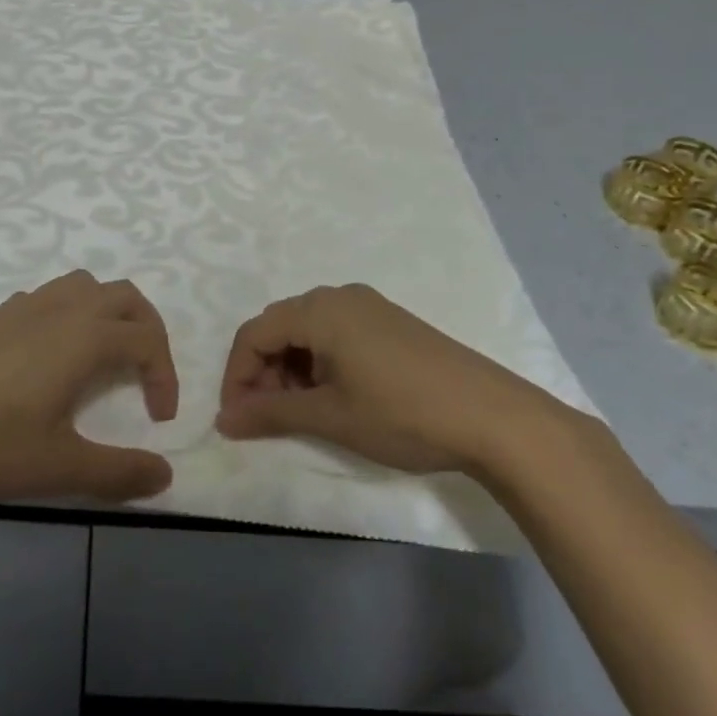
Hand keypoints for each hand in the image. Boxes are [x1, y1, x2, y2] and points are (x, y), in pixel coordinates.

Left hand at [0, 270, 178, 502]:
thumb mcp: (61, 467)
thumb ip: (120, 472)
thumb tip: (165, 474)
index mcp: (86, 336)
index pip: (147, 340)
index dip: (165, 376)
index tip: (159, 420)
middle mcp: (63, 309)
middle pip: (125, 297)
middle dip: (147, 330)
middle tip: (146, 373)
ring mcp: (26, 307)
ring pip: (85, 286)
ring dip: (108, 312)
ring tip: (105, 355)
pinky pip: (49, 296)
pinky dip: (69, 312)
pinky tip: (52, 353)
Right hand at [215, 283, 563, 475]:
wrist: (492, 416)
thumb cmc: (401, 413)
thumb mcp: (330, 416)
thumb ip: (271, 414)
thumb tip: (224, 420)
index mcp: (319, 309)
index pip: (254, 333)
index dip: (237, 376)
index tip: (237, 419)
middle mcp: (339, 295)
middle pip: (279, 327)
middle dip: (264, 372)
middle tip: (268, 418)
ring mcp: (368, 306)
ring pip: (308, 330)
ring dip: (292, 369)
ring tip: (303, 412)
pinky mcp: (389, 322)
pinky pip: (336, 332)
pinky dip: (321, 362)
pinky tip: (336, 395)